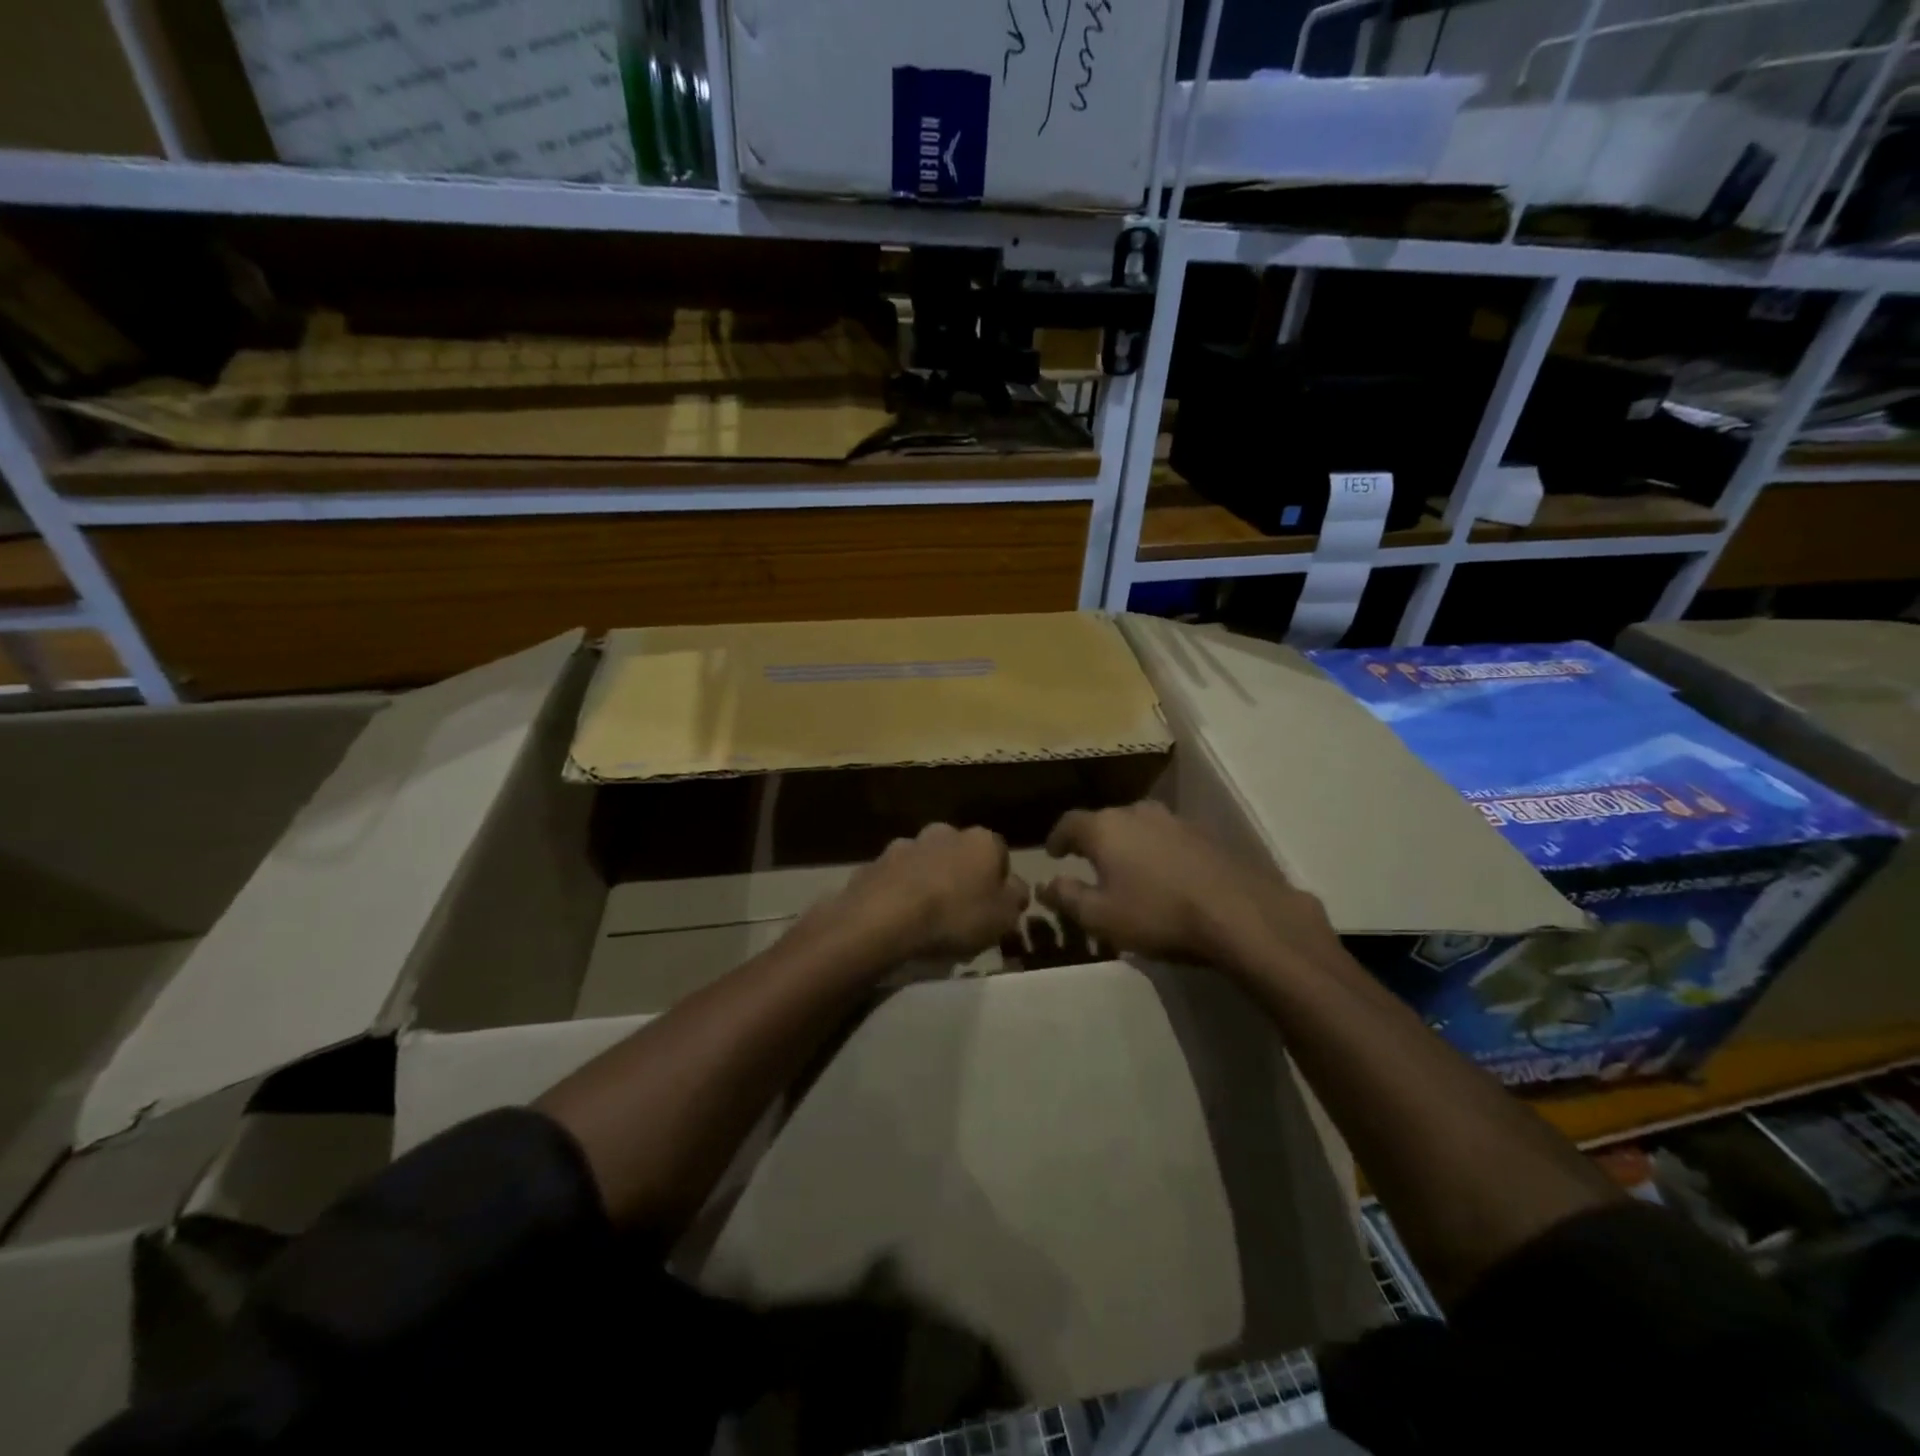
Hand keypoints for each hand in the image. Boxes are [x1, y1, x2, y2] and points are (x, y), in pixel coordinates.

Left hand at [832, 823, 1029, 961]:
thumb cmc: (955, 916)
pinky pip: (896, 878)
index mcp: (980, 841)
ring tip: (925, 918)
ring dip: (928, 881)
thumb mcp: (1003, 917)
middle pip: (960, 854)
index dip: (998, 881)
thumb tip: (1015, 886)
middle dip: (960, 876)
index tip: (993, 907)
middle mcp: (944, 832)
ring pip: (925, 862)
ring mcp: (906, 844)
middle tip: (959, 912)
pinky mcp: (875, 862)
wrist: (884, 919)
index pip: (999, 853)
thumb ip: (1016, 897)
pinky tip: (898, 919)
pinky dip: (899, 892)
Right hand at [1037, 801, 1338, 969]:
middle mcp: (1137, 812)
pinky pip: (1167, 838)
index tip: (1053, 854)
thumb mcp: (1100, 916)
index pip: (1069, 822)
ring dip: (1128, 844)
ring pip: (1139, 826)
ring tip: (1128, 868)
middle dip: (1094, 840)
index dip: (1057, 838)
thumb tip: (1045, 884)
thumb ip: (1067, 897)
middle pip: (1105, 821)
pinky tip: (1164, 874)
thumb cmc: (1156, 914)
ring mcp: (1174, 819)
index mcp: (1105, 827)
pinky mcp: (1204, 833)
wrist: (1237, 913)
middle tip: (1088, 863)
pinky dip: (1157, 851)